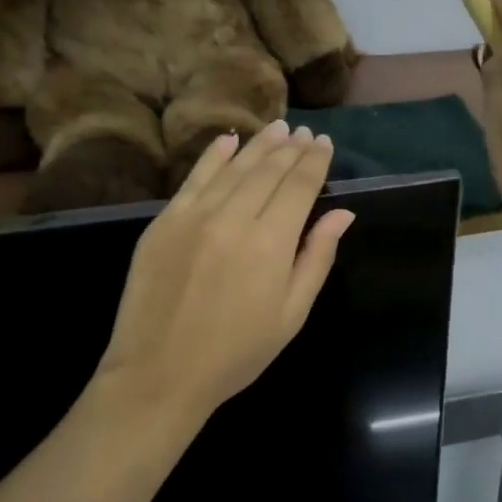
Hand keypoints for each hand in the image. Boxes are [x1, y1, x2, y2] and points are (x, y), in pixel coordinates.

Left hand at [95, 121, 352, 422]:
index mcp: (271, 242)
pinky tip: (229, 140)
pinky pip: (194, 178)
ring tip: (278, 128)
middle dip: (291, 148)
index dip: (315, 162)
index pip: (299, 186)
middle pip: (268, 170)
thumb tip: (341, 213)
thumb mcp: (292, 314)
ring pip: (234, 167)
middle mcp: (234, 217)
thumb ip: (317, 258)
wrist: (159, 373)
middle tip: (305, 132)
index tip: (325, 144)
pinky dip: (214, 155)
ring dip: (259, 145)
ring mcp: (194, 215)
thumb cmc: (236, 352)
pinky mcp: (164, 221)